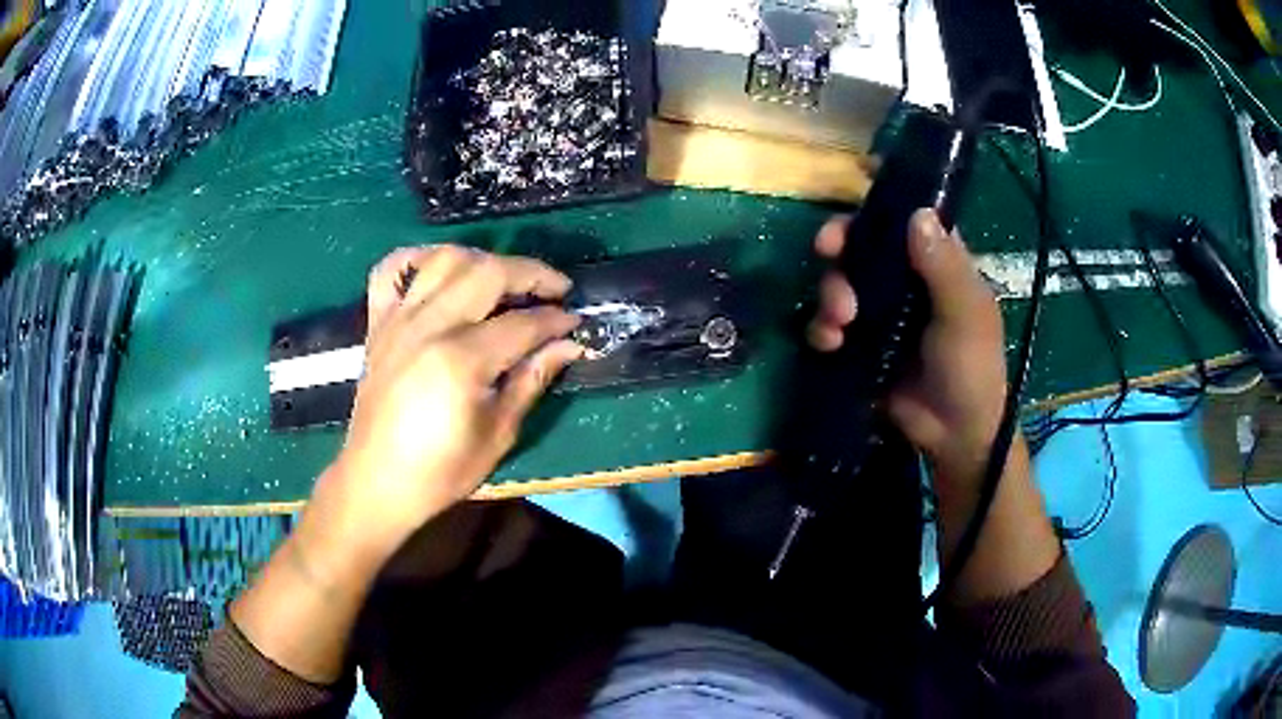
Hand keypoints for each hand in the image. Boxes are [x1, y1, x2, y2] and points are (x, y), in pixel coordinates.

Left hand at [328, 245, 583, 543]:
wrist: (377, 482)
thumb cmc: (441, 471)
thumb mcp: (498, 434)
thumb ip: (531, 380)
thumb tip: (569, 345)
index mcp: (460, 361)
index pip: (521, 323)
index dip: (555, 319)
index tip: (575, 322)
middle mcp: (428, 327)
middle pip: (487, 272)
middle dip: (530, 273)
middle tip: (554, 288)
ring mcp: (398, 320)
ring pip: (444, 259)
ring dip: (482, 260)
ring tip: (504, 279)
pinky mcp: (378, 323)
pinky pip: (390, 270)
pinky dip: (417, 258)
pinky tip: (440, 270)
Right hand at [808, 209, 1007, 483]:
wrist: (953, 436)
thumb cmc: (972, 369)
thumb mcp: (966, 316)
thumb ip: (945, 267)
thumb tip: (917, 213)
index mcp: (939, 263)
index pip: (905, 219)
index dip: (878, 211)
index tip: (855, 213)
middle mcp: (906, 279)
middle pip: (864, 245)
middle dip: (842, 249)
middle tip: (828, 253)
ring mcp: (881, 311)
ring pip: (842, 281)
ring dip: (830, 293)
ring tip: (840, 322)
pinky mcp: (860, 343)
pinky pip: (830, 324)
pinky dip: (823, 328)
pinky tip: (830, 344)